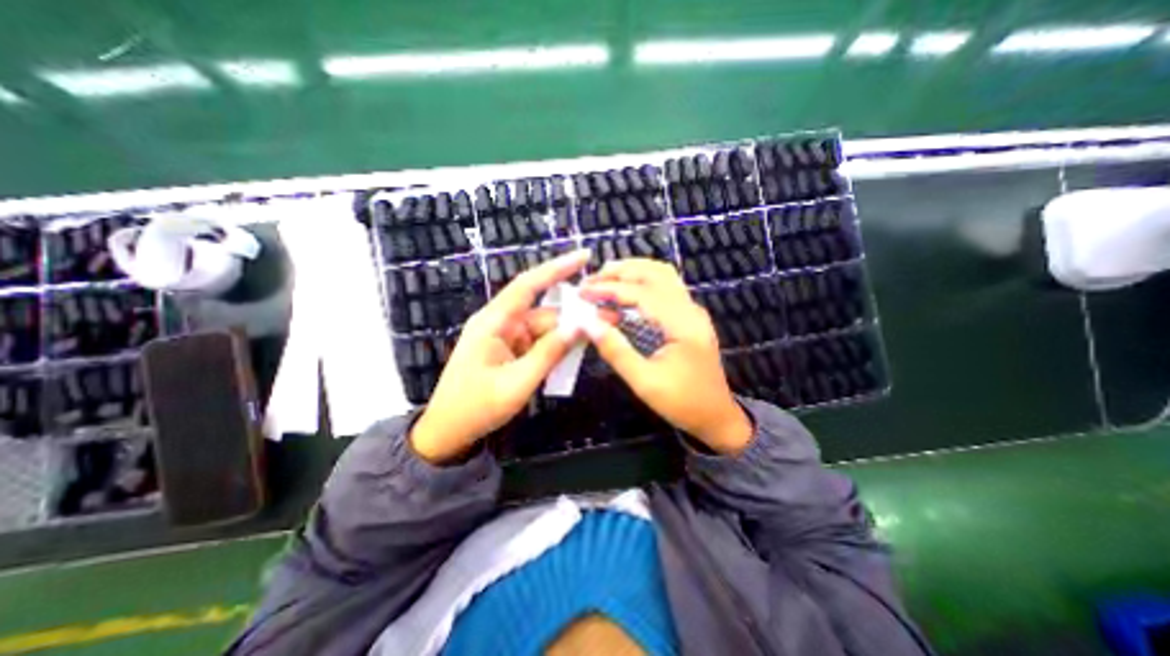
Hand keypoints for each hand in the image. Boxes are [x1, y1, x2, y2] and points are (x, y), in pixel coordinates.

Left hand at [414, 247, 593, 460]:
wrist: (447, 432)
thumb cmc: (475, 408)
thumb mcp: (516, 384)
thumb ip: (549, 354)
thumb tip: (579, 327)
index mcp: (494, 322)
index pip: (528, 285)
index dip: (556, 268)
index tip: (584, 257)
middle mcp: (501, 322)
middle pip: (544, 311)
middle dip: (575, 313)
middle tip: (609, 315)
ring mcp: (506, 337)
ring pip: (544, 328)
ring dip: (568, 333)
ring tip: (597, 335)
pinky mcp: (510, 350)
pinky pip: (539, 342)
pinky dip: (556, 347)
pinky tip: (575, 351)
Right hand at [579, 258, 754, 452]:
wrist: (716, 417)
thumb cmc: (683, 403)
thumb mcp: (644, 382)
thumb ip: (616, 350)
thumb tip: (588, 323)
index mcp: (683, 324)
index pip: (642, 293)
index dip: (609, 289)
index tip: (583, 292)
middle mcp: (690, 309)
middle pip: (655, 273)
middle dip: (621, 271)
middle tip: (591, 281)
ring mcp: (692, 311)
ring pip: (661, 276)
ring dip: (632, 273)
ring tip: (604, 281)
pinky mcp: (688, 317)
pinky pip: (664, 289)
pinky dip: (641, 285)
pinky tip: (622, 297)